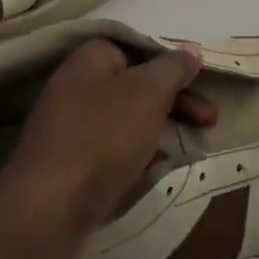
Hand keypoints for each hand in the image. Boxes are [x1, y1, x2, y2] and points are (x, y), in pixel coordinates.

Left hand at [0, 38, 209, 258]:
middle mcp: (76, 87)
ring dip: (163, 127)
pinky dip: (141, 153)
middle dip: (176, 100)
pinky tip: (162, 167)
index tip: (201, 82)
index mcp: (89, 60)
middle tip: (210, 120)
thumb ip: (172, 68)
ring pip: (128, 118)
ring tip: (196, 145)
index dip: (172, 63)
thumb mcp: (147, 93)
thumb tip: (190, 49)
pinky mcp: (71, 164)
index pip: (137, 48)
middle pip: (136, 84)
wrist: (48, 210)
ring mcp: (71, 127)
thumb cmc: (102, 138)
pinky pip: (114, 149)